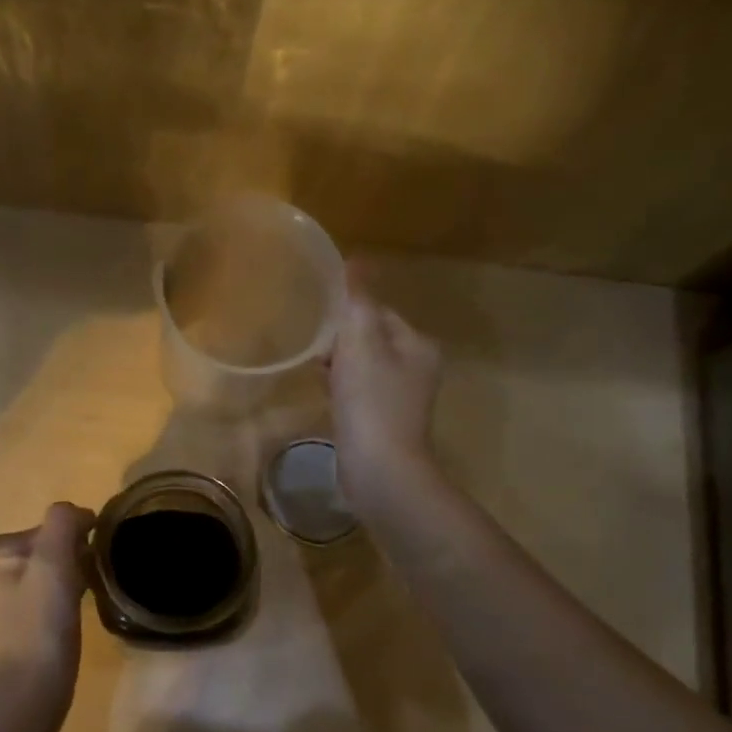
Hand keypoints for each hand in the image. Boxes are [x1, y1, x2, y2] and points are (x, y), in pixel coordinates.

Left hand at [0, 503, 93, 708]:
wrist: (30, 691)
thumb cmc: (40, 622)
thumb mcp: (52, 560)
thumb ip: (63, 522)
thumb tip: (80, 514)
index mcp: (0, 548)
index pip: (55, 522)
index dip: (80, 536)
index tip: (91, 560)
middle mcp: (0, 566)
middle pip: (57, 543)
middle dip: (79, 555)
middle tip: (90, 580)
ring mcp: (13, 595)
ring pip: (60, 567)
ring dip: (79, 574)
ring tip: (89, 595)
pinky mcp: (28, 620)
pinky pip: (58, 591)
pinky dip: (74, 593)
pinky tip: (81, 611)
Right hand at [328, 268, 442, 514]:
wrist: (380, 471)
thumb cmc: (371, 402)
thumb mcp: (361, 342)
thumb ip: (357, 300)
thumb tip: (355, 259)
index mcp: (418, 345)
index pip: (378, 312)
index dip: (347, 314)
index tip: (320, 323)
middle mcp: (417, 368)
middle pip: (371, 338)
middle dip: (341, 340)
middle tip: (313, 347)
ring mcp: (401, 399)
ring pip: (363, 367)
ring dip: (339, 365)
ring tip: (315, 370)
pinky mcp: (384, 423)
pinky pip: (359, 393)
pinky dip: (341, 390)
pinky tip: (325, 396)